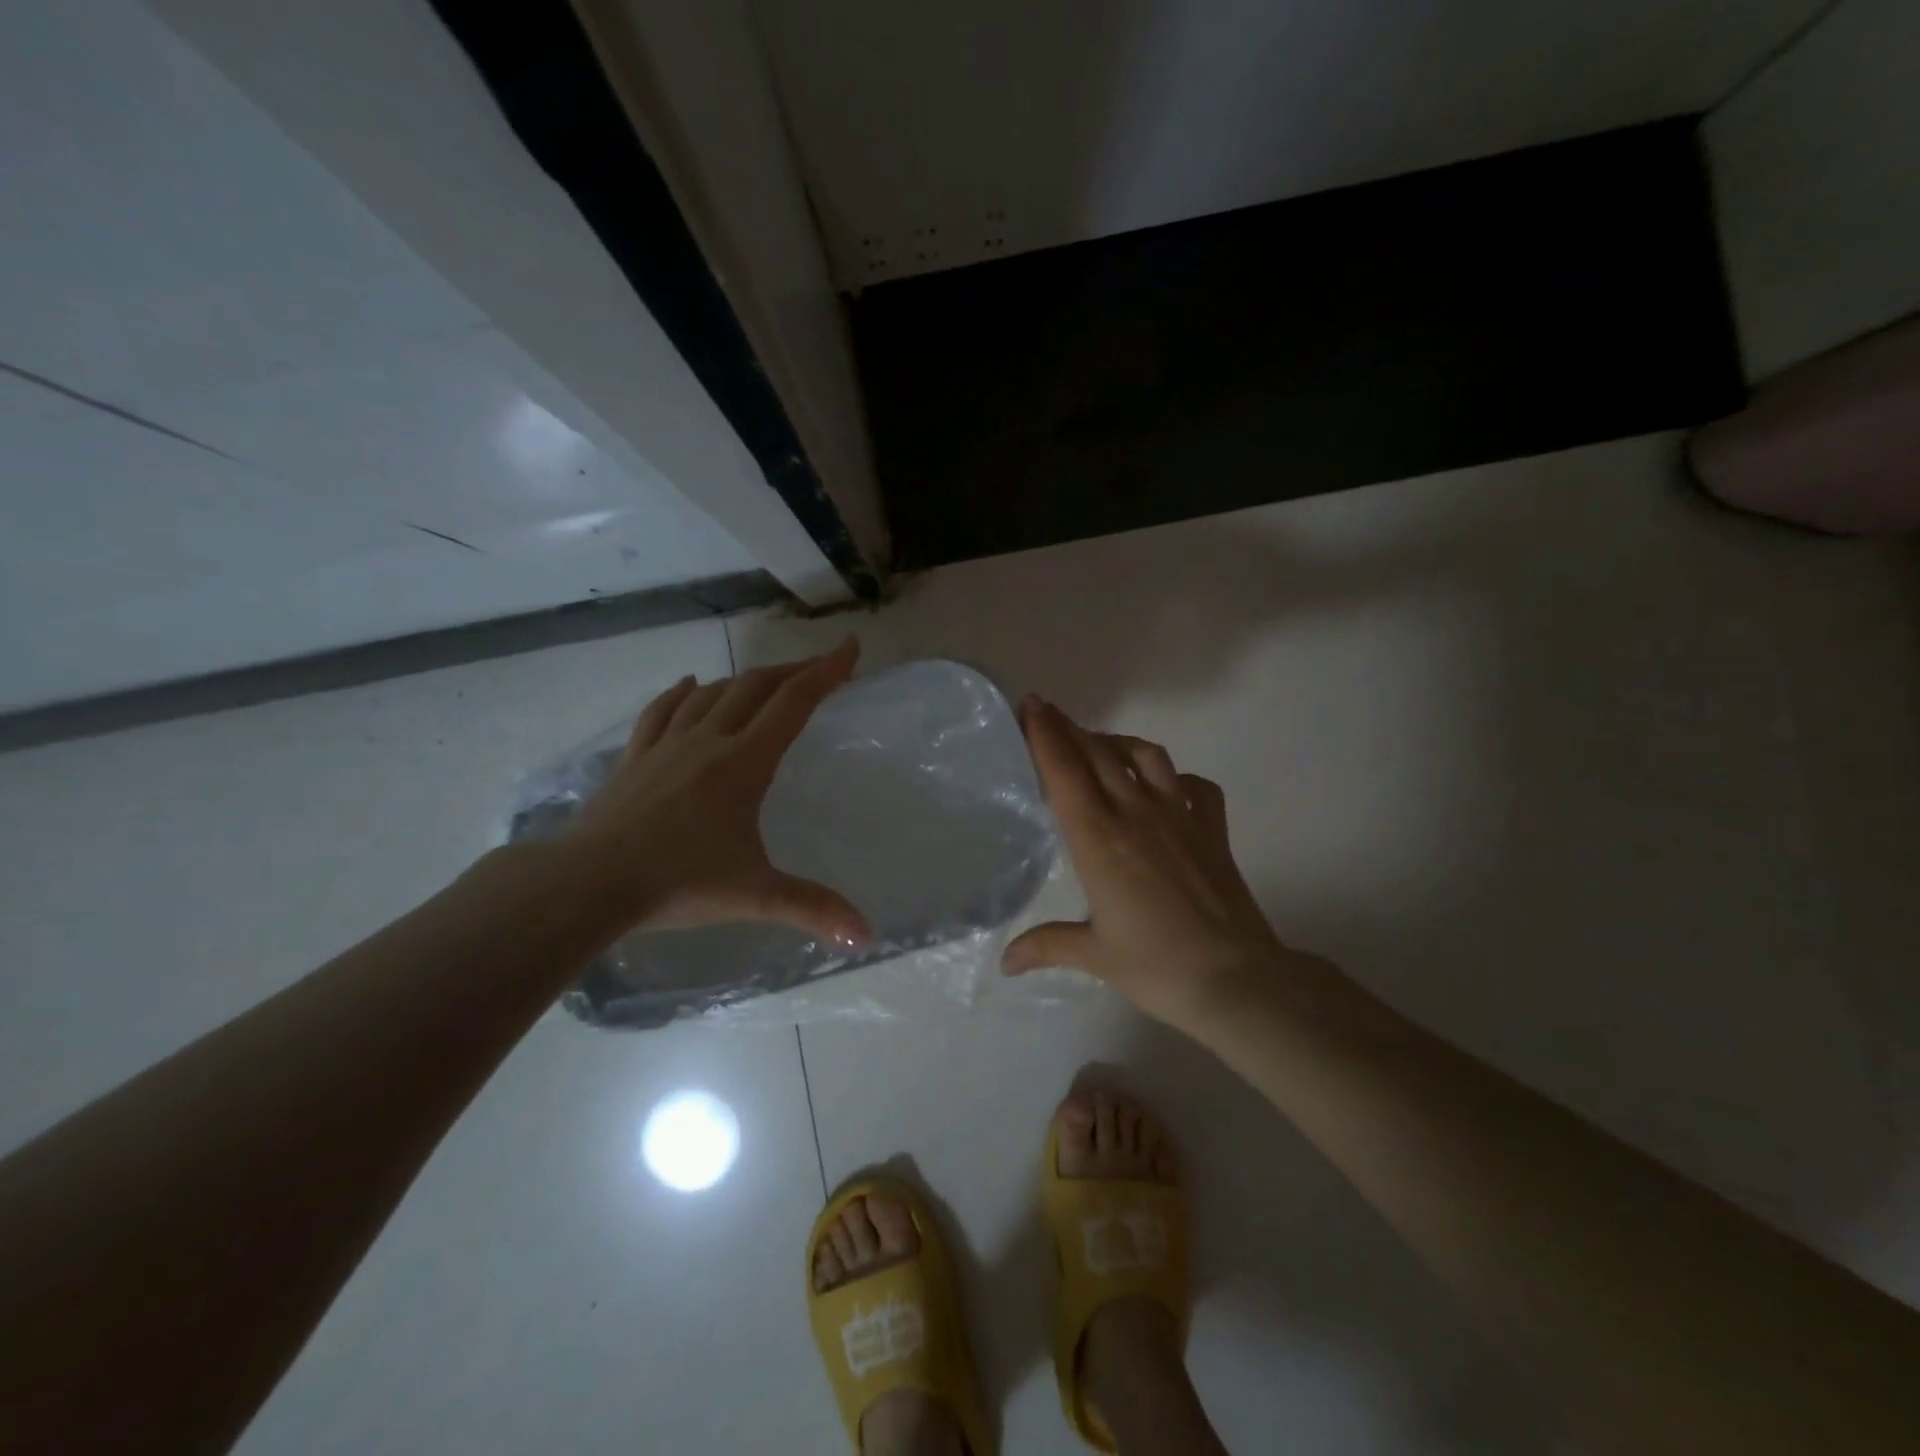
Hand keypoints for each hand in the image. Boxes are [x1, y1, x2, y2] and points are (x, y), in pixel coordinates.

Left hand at [559, 637, 872, 945]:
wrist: (588, 882)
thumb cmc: (677, 882)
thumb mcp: (754, 895)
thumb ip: (813, 908)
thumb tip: (867, 935)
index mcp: (743, 763)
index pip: (793, 703)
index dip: (825, 671)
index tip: (849, 648)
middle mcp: (708, 740)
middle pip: (755, 688)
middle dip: (792, 672)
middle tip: (818, 668)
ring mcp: (667, 745)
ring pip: (712, 693)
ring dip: (744, 680)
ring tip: (765, 682)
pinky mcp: (635, 758)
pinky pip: (662, 711)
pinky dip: (682, 693)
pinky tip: (689, 685)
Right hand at [1004, 697, 1290, 1033]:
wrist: (1235, 978)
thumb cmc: (1156, 966)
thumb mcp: (1094, 955)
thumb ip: (1046, 946)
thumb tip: (1005, 962)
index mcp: (1099, 839)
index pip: (1065, 772)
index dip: (1046, 734)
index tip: (1033, 705)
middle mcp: (1136, 814)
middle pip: (1099, 754)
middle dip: (1070, 728)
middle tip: (1049, 714)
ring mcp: (1180, 816)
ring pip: (1146, 756)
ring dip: (1118, 743)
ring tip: (1101, 747)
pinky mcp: (1212, 829)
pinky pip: (1196, 785)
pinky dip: (1177, 777)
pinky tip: (1167, 786)